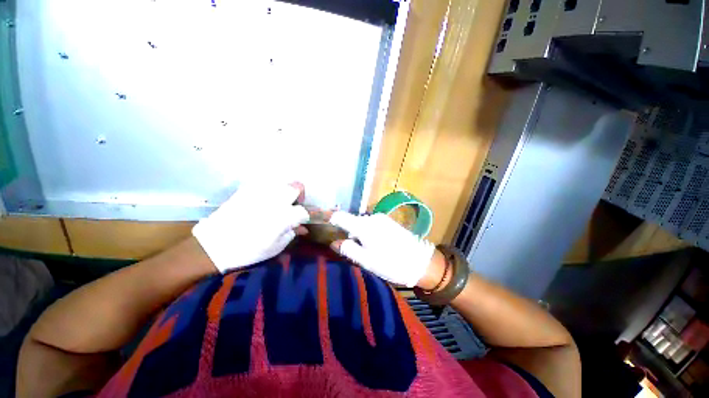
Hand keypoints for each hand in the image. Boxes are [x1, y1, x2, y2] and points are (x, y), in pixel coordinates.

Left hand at [193, 182, 309, 272]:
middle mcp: (276, 200)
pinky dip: (269, 189)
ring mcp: (261, 192)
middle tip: (293, 204)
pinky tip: (263, 199)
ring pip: (281, 182)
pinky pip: (264, 183)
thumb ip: (291, 234)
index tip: (301, 221)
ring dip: (285, 190)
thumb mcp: (275, 247)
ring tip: (279, 201)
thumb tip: (301, 228)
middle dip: (299, 195)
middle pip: (297, 187)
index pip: (303, 211)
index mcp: (285, 216)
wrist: (214, 245)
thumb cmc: (249, 250)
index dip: (304, 216)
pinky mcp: (247, 189)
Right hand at [329, 212, 434, 286]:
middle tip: (351, 249)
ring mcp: (382, 218)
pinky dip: (369, 232)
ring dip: (359, 233)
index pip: (341, 217)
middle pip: (352, 221)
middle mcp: (372, 218)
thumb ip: (348, 249)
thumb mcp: (366, 260)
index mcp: (364, 226)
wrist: (420, 262)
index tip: (328, 229)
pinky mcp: (389, 221)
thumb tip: (334, 242)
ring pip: (363, 223)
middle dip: (348, 232)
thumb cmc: (390, 263)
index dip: (332, 221)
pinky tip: (376, 244)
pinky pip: (373, 224)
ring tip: (365, 249)